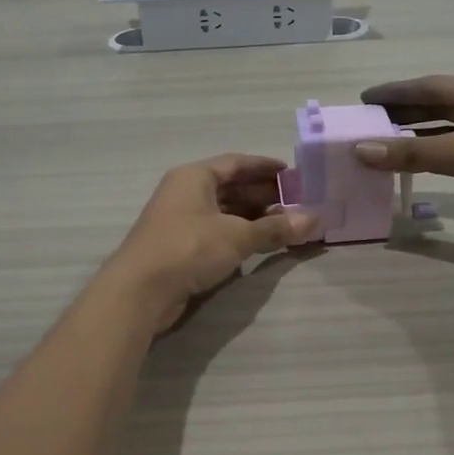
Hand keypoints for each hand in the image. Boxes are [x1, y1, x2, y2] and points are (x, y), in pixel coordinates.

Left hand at [104, 155, 319, 330]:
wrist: (140, 291)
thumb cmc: (188, 248)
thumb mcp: (237, 236)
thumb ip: (275, 228)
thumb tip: (313, 219)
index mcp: (195, 177)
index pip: (236, 163)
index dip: (265, 167)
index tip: (293, 174)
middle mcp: (185, 193)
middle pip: (231, 187)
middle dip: (264, 194)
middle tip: (297, 202)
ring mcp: (180, 221)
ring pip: (224, 211)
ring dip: (254, 217)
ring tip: (286, 224)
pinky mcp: (180, 247)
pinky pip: (217, 232)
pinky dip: (239, 235)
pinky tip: (261, 244)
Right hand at [353, 75, 453, 240]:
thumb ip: (416, 151)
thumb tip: (362, 149)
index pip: (430, 87)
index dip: (395, 92)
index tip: (362, 99)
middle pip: (436, 107)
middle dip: (401, 114)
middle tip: (363, 124)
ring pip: (444, 134)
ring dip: (414, 139)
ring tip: (377, 145)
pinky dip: (431, 160)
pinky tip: (409, 167)